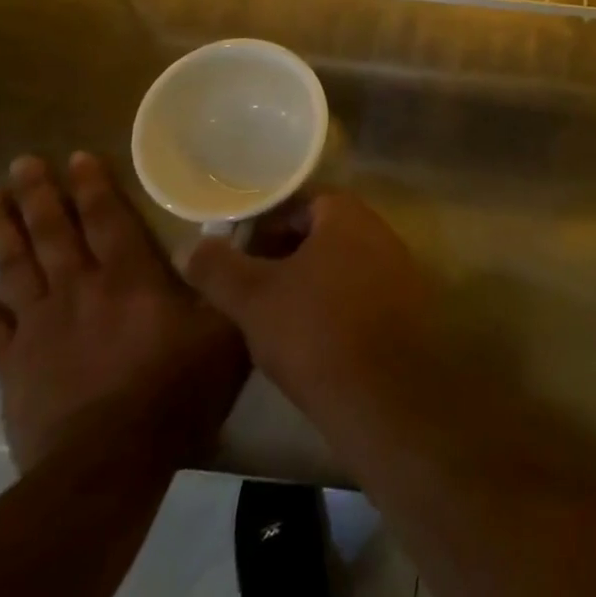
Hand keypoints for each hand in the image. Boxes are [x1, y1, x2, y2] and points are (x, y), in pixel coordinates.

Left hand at [0, 153, 249, 471]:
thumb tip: (249, 233)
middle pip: (56, 232)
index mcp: (130, 276)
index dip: (93, 186)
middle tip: (22, 162)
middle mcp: (81, 288)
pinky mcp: (13, 366)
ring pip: (17, 267)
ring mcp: (41, 326)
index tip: (76, 156)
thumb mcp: (227, 327)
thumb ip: (229, 277)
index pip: (108, 218)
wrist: (111, 462)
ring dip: (2, 231)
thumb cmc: (177, 389)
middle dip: (40, 195)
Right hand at [183, 191, 431, 424]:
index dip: (264, 224)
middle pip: (322, 232)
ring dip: (309, 281)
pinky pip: (362, 292)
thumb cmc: (315, 331)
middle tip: (250, 285)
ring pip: (341, 264)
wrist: (385, 394)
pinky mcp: (407, 306)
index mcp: (347, 214)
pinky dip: (335, 304)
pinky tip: (312, 339)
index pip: (299, 202)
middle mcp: (379, 230)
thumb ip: (218, 268)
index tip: (236, 252)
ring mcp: (398, 267)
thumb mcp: (253, 299)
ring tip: (274, 315)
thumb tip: (188, 246)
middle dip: (285, 253)